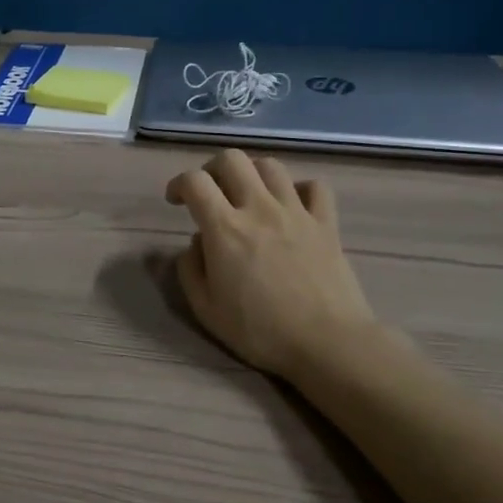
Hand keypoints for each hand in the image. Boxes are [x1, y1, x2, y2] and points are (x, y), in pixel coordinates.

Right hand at [164, 149, 373, 381]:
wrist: (327, 342)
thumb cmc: (260, 331)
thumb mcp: (206, 310)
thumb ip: (190, 270)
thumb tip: (196, 243)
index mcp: (224, 228)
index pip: (195, 182)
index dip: (179, 184)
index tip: (176, 201)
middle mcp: (259, 208)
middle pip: (232, 160)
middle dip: (212, 169)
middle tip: (210, 192)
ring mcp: (296, 212)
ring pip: (271, 166)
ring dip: (252, 174)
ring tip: (248, 196)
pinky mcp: (326, 223)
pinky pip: (315, 187)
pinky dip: (299, 189)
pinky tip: (292, 206)